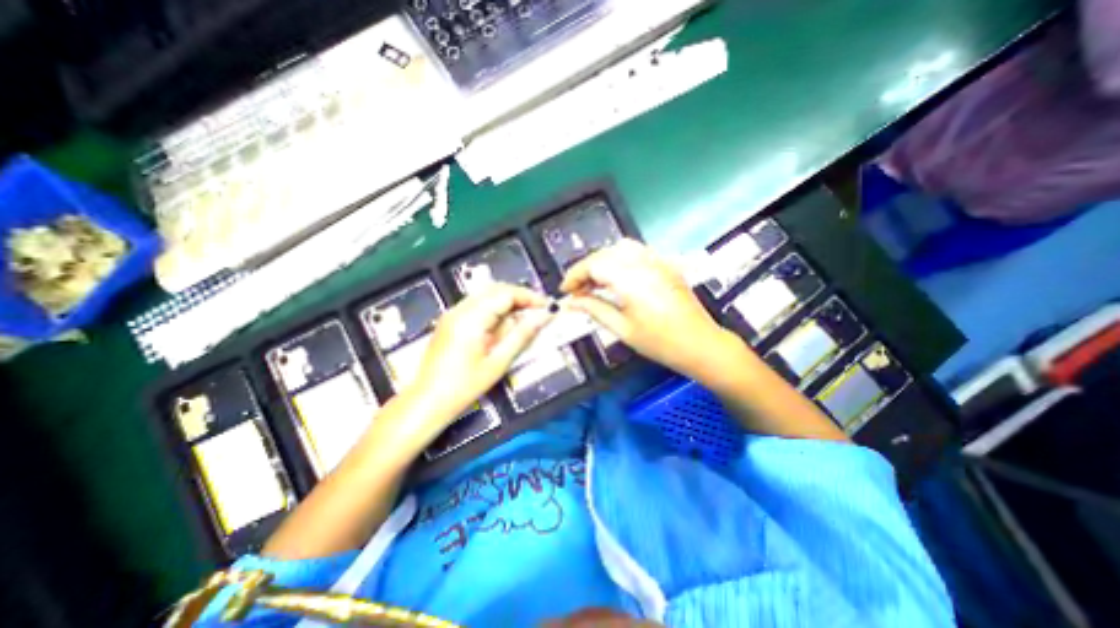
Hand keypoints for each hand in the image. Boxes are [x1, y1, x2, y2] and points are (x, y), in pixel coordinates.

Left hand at [408, 282, 553, 421]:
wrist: (426, 402)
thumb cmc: (464, 387)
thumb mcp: (498, 362)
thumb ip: (522, 335)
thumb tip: (544, 316)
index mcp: (471, 318)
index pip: (506, 293)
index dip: (529, 297)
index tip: (547, 307)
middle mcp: (460, 309)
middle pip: (496, 289)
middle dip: (520, 297)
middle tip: (539, 311)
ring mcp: (452, 313)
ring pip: (486, 295)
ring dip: (508, 302)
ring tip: (526, 317)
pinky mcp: (450, 321)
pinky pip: (477, 305)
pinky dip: (495, 308)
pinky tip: (504, 324)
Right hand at [560, 239, 737, 377]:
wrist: (701, 345)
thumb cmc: (661, 342)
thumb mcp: (622, 329)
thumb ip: (595, 310)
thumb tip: (573, 303)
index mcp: (631, 279)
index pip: (594, 265)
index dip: (575, 276)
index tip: (565, 291)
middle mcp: (644, 263)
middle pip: (605, 254)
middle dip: (586, 269)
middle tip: (578, 290)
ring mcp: (658, 261)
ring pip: (620, 248)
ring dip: (602, 261)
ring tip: (595, 283)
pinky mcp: (666, 265)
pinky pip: (637, 252)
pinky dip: (619, 259)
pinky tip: (616, 277)